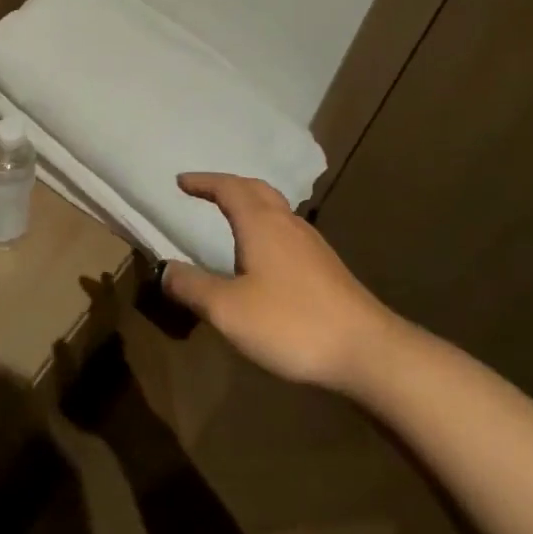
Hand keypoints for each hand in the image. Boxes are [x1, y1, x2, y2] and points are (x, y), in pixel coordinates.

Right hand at [161, 172, 398, 393]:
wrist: (368, 351)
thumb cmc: (291, 323)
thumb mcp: (228, 309)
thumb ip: (192, 287)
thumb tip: (165, 269)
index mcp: (262, 223)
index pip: (228, 188)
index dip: (203, 182)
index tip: (181, 181)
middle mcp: (288, 224)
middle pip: (257, 190)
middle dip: (228, 186)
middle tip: (205, 192)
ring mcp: (312, 245)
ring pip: (276, 210)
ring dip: (250, 205)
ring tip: (231, 219)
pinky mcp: (326, 268)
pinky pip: (287, 232)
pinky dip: (266, 228)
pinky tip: (264, 257)